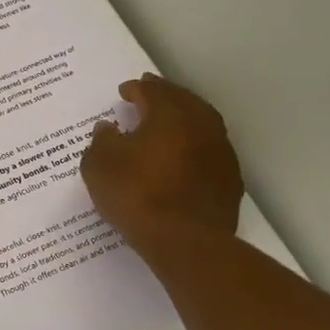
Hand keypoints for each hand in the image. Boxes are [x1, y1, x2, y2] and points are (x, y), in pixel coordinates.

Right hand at [80, 74, 243, 259]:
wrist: (184, 240)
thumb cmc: (136, 195)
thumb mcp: (99, 166)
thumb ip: (101, 141)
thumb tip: (108, 127)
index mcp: (168, 114)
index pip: (151, 91)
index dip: (136, 89)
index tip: (124, 91)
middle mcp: (200, 124)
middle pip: (183, 100)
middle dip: (164, 95)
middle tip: (150, 92)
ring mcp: (220, 151)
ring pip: (202, 122)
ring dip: (184, 117)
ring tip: (168, 123)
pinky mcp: (229, 178)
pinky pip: (210, 149)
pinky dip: (195, 144)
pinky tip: (185, 155)